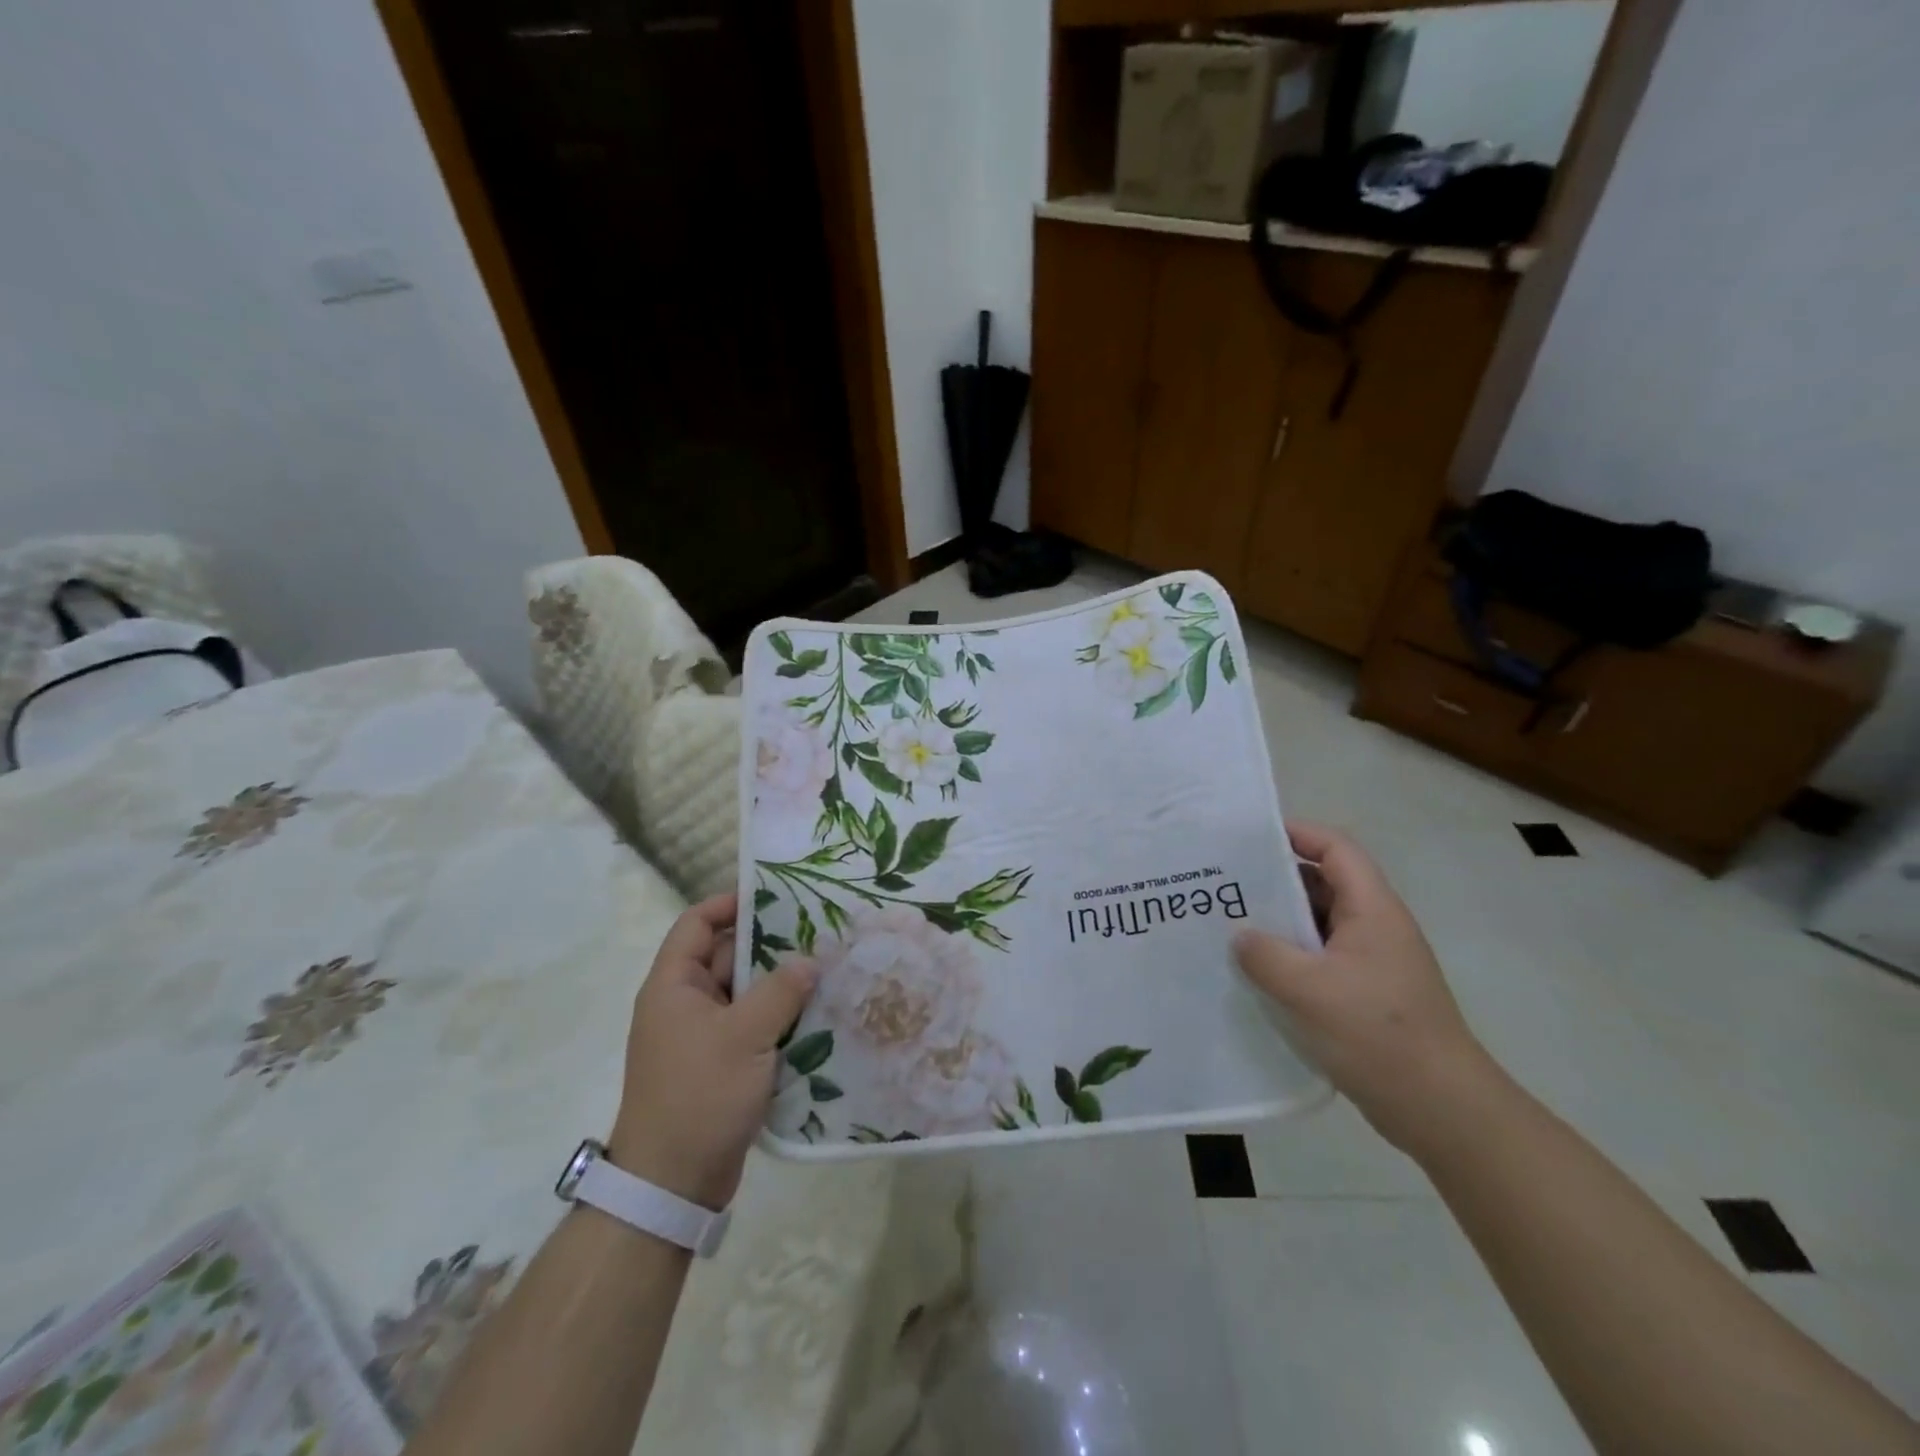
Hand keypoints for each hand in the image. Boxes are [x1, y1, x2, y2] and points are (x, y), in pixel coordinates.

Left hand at [607, 894, 815, 1209]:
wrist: (672, 1185)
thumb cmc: (699, 1096)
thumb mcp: (744, 1036)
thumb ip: (780, 991)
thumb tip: (810, 960)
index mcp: (674, 986)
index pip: (697, 924)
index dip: (730, 904)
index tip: (775, 895)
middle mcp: (685, 1004)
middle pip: (728, 957)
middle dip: (771, 944)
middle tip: (820, 931)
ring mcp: (703, 1036)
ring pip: (746, 993)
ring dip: (781, 984)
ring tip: (829, 967)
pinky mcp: (722, 1065)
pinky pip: (753, 1026)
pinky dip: (780, 1018)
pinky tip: (819, 1013)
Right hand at [1234, 823, 1494, 1157]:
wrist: (1441, 1109)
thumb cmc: (1378, 1034)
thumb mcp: (1309, 990)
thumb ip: (1265, 955)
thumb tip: (1239, 936)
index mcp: (1372, 910)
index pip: (1336, 849)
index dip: (1297, 833)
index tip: (1249, 838)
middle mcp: (1375, 927)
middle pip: (1323, 883)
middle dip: (1275, 879)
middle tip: (1225, 884)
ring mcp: (1372, 962)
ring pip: (1319, 924)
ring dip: (1279, 922)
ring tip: (1230, 925)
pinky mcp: (1366, 994)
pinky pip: (1320, 958)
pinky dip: (1289, 956)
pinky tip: (1256, 973)